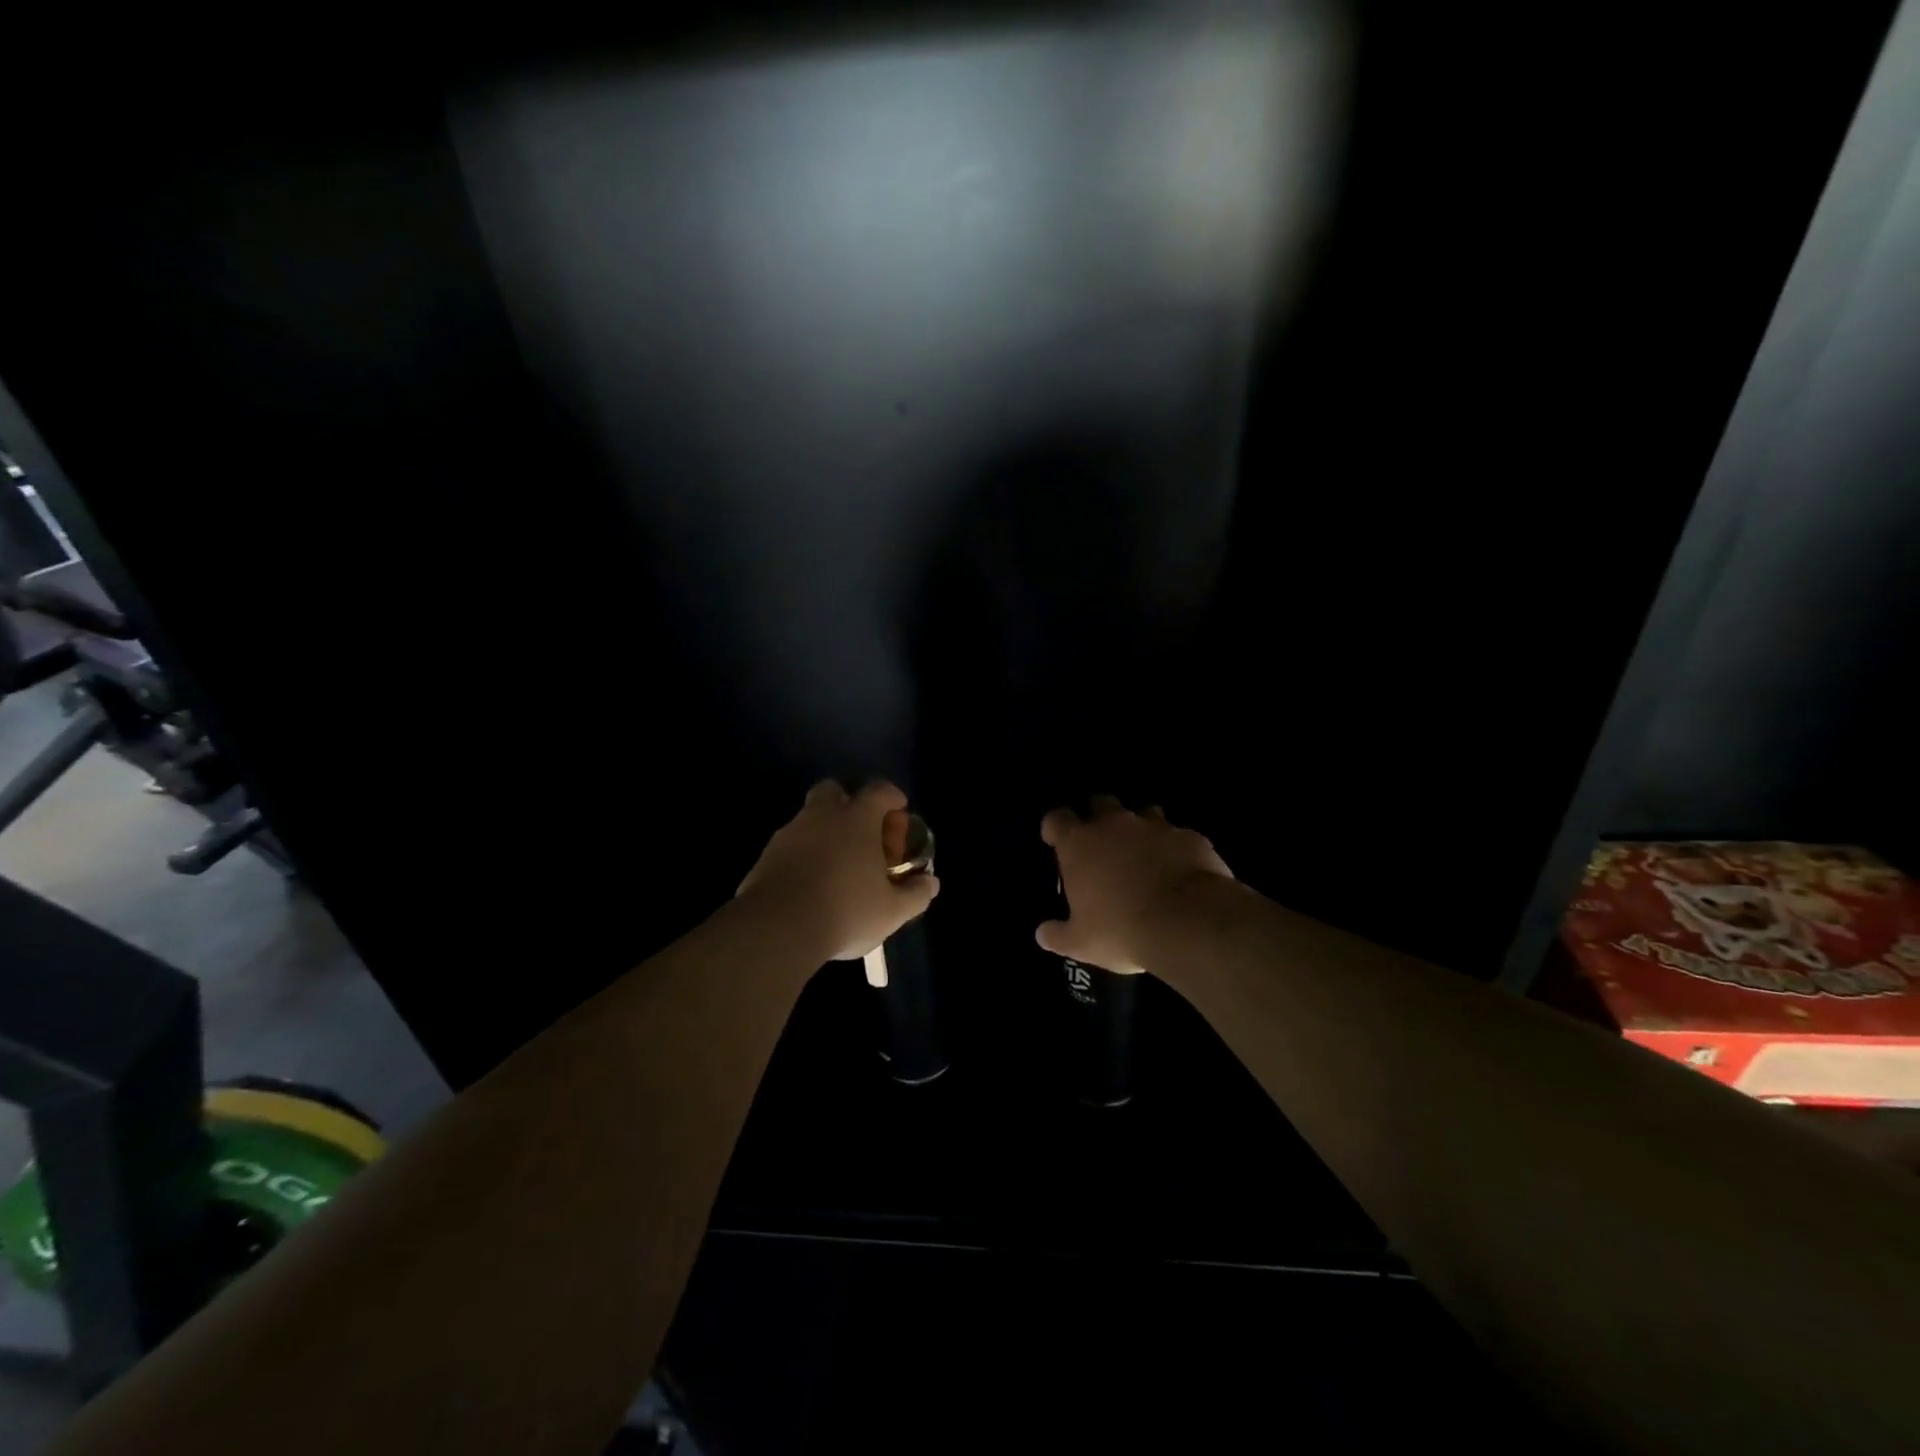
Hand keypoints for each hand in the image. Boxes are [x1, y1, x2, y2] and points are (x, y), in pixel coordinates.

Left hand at [737, 780, 939, 961]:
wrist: (777, 929)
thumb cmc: (846, 911)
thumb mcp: (892, 911)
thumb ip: (915, 894)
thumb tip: (931, 883)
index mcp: (856, 820)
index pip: (879, 790)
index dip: (892, 796)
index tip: (899, 810)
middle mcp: (821, 817)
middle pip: (833, 791)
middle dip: (847, 803)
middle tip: (860, 831)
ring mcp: (789, 834)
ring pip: (808, 819)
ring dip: (823, 832)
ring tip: (836, 865)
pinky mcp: (765, 856)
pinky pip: (789, 846)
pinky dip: (801, 856)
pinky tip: (809, 884)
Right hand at [1037, 796, 1232, 973]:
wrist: (1188, 923)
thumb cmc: (1122, 930)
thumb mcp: (1081, 943)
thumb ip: (1058, 934)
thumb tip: (1043, 934)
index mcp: (1079, 844)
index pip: (1057, 819)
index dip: (1055, 827)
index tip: (1056, 840)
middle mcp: (1114, 825)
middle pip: (1101, 803)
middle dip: (1099, 818)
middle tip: (1103, 846)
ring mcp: (1155, 826)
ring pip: (1143, 813)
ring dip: (1140, 830)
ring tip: (1145, 856)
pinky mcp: (1189, 836)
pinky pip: (1178, 836)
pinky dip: (1175, 848)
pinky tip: (1180, 871)